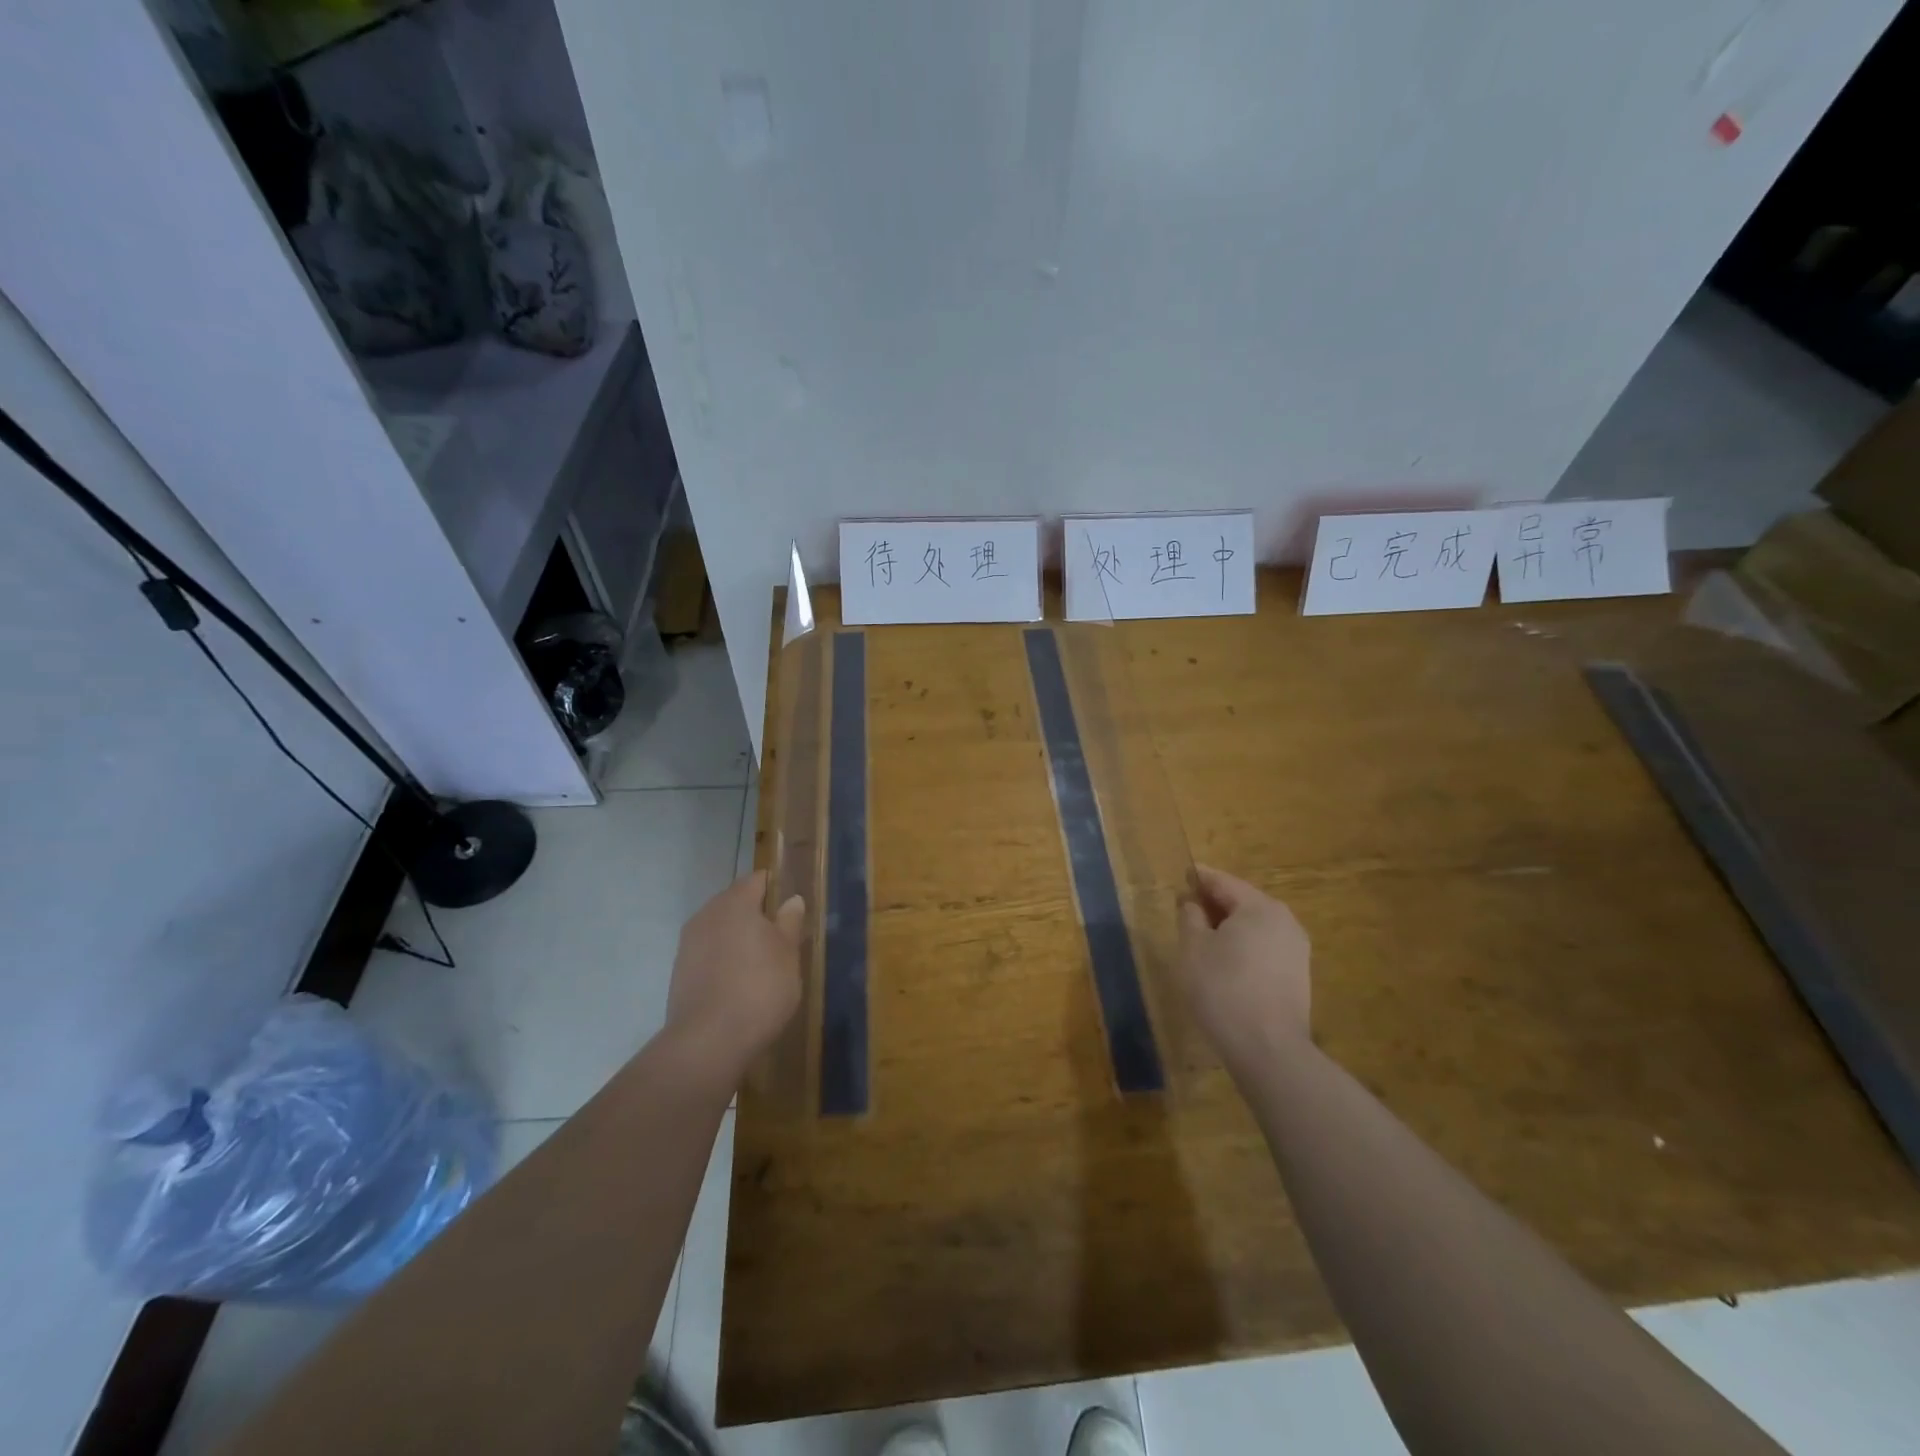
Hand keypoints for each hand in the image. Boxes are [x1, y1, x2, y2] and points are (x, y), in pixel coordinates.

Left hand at [664, 871, 805, 1084]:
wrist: (708, 1041)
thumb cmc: (759, 988)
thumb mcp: (788, 954)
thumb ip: (789, 922)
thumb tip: (792, 899)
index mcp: (735, 903)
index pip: (756, 880)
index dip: (774, 887)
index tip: (790, 905)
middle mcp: (707, 915)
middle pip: (734, 902)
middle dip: (755, 913)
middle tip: (779, 935)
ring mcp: (688, 944)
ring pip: (719, 928)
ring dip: (737, 937)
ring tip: (760, 961)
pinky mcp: (679, 972)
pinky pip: (707, 953)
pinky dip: (723, 959)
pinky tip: (738, 981)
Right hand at [1177, 865, 1311, 1069]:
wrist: (1268, 1049)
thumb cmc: (1223, 988)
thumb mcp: (1193, 948)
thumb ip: (1190, 916)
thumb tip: (1192, 903)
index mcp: (1260, 907)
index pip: (1223, 882)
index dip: (1199, 878)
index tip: (1182, 876)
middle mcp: (1284, 921)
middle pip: (1242, 902)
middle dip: (1214, 904)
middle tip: (1187, 909)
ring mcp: (1296, 949)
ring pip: (1255, 926)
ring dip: (1229, 927)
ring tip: (1202, 937)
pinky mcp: (1298, 976)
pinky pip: (1264, 948)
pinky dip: (1243, 946)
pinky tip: (1225, 962)